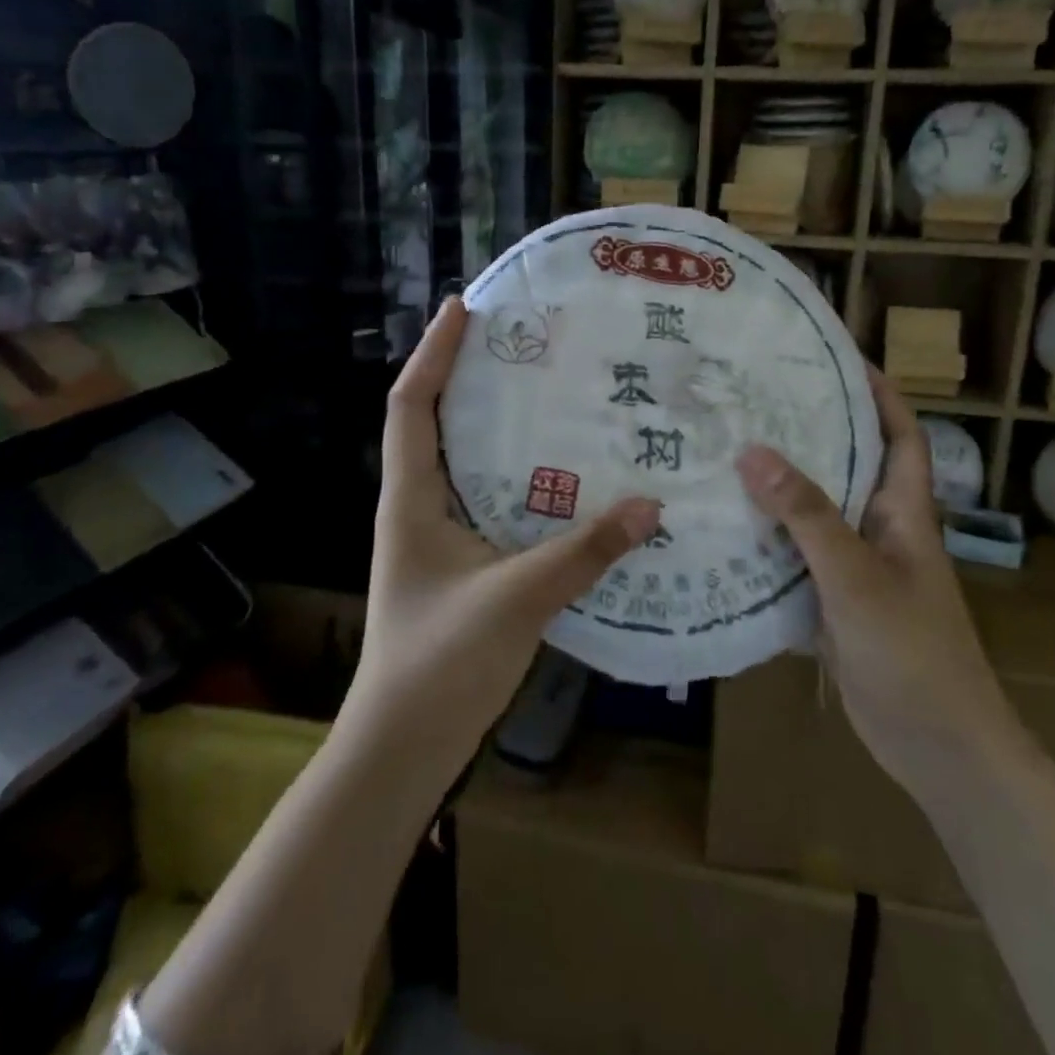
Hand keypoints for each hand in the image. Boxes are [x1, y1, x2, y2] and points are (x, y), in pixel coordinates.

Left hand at [351, 297, 662, 766]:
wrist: (403, 746)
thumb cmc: (439, 664)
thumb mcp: (515, 599)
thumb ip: (583, 552)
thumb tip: (651, 507)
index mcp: (412, 499)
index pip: (411, 406)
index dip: (434, 353)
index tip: (463, 308)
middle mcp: (419, 506)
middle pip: (434, 422)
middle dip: (467, 375)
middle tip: (521, 342)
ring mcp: (438, 536)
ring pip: (464, 461)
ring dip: (493, 424)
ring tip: (545, 392)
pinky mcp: (461, 564)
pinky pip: (489, 499)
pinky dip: (516, 475)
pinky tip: (561, 477)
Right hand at [735, 370, 1007, 769]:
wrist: (938, 748)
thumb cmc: (911, 652)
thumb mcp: (856, 577)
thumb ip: (808, 516)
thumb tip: (753, 452)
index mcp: (904, 512)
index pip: (899, 435)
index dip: (878, 393)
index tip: (836, 358)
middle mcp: (881, 530)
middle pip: (848, 465)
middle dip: (811, 430)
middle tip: (755, 400)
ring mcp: (858, 567)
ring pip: (816, 511)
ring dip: (780, 485)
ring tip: (727, 451)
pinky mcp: (834, 600)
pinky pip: (796, 555)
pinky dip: (767, 539)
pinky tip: (725, 527)